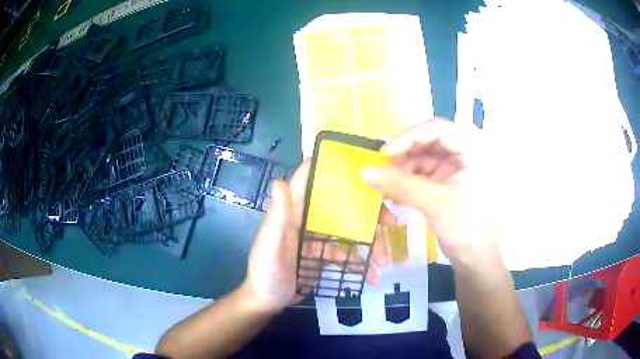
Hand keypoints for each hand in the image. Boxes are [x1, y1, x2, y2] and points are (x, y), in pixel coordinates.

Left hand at [243, 160, 393, 314]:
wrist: (267, 301)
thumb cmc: (265, 273)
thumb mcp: (270, 246)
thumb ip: (277, 217)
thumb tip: (279, 180)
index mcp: (292, 212)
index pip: (307, 181)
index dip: (327, 167)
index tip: (357, 165)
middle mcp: (306, 220)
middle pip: (339, 206)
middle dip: (366, 212)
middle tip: (390, 221)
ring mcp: (317, 238)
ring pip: (348, 232)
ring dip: (369, 243)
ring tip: (384, 261)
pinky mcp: (323, 255)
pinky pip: (346, 254)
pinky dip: (359, 263)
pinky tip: (372, 276)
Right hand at [361, 118, 501, 268]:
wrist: (475, 260)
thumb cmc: (466, 227)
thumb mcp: (435, 203)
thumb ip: (400, 185)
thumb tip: (364, 171)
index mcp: (472, 150)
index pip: (438, 128)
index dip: (410, 136)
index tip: (386, 153)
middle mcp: (463, 154)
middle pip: (428, 141)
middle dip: (403, 153)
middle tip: (381, 168)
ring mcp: (453, 169)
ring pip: (421, 157)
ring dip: (402, 169)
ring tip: (384, 185)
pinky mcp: (444, 184)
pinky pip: (420, 174)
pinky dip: (406, 181)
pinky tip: (393, 194)